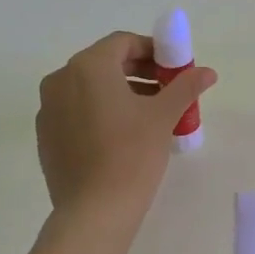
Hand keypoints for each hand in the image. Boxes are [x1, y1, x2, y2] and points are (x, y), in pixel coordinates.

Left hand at [35, 31, 216, 221]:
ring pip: (89, 88)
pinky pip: (76, 110)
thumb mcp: (163, 116)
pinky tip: (122, 134)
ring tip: (150, 113)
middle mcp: (61, 79)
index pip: (123, 43)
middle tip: (166, 89)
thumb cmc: (132, 154)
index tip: (174, 68)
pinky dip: (100, 111)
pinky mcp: (46, 135)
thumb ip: (185, 86)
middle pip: (105, 63)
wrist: (94, 211)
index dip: (152, 50)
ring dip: (120, 91)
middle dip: (138, 71)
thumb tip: (208, 72)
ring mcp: (48, 108)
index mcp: (88, 67)